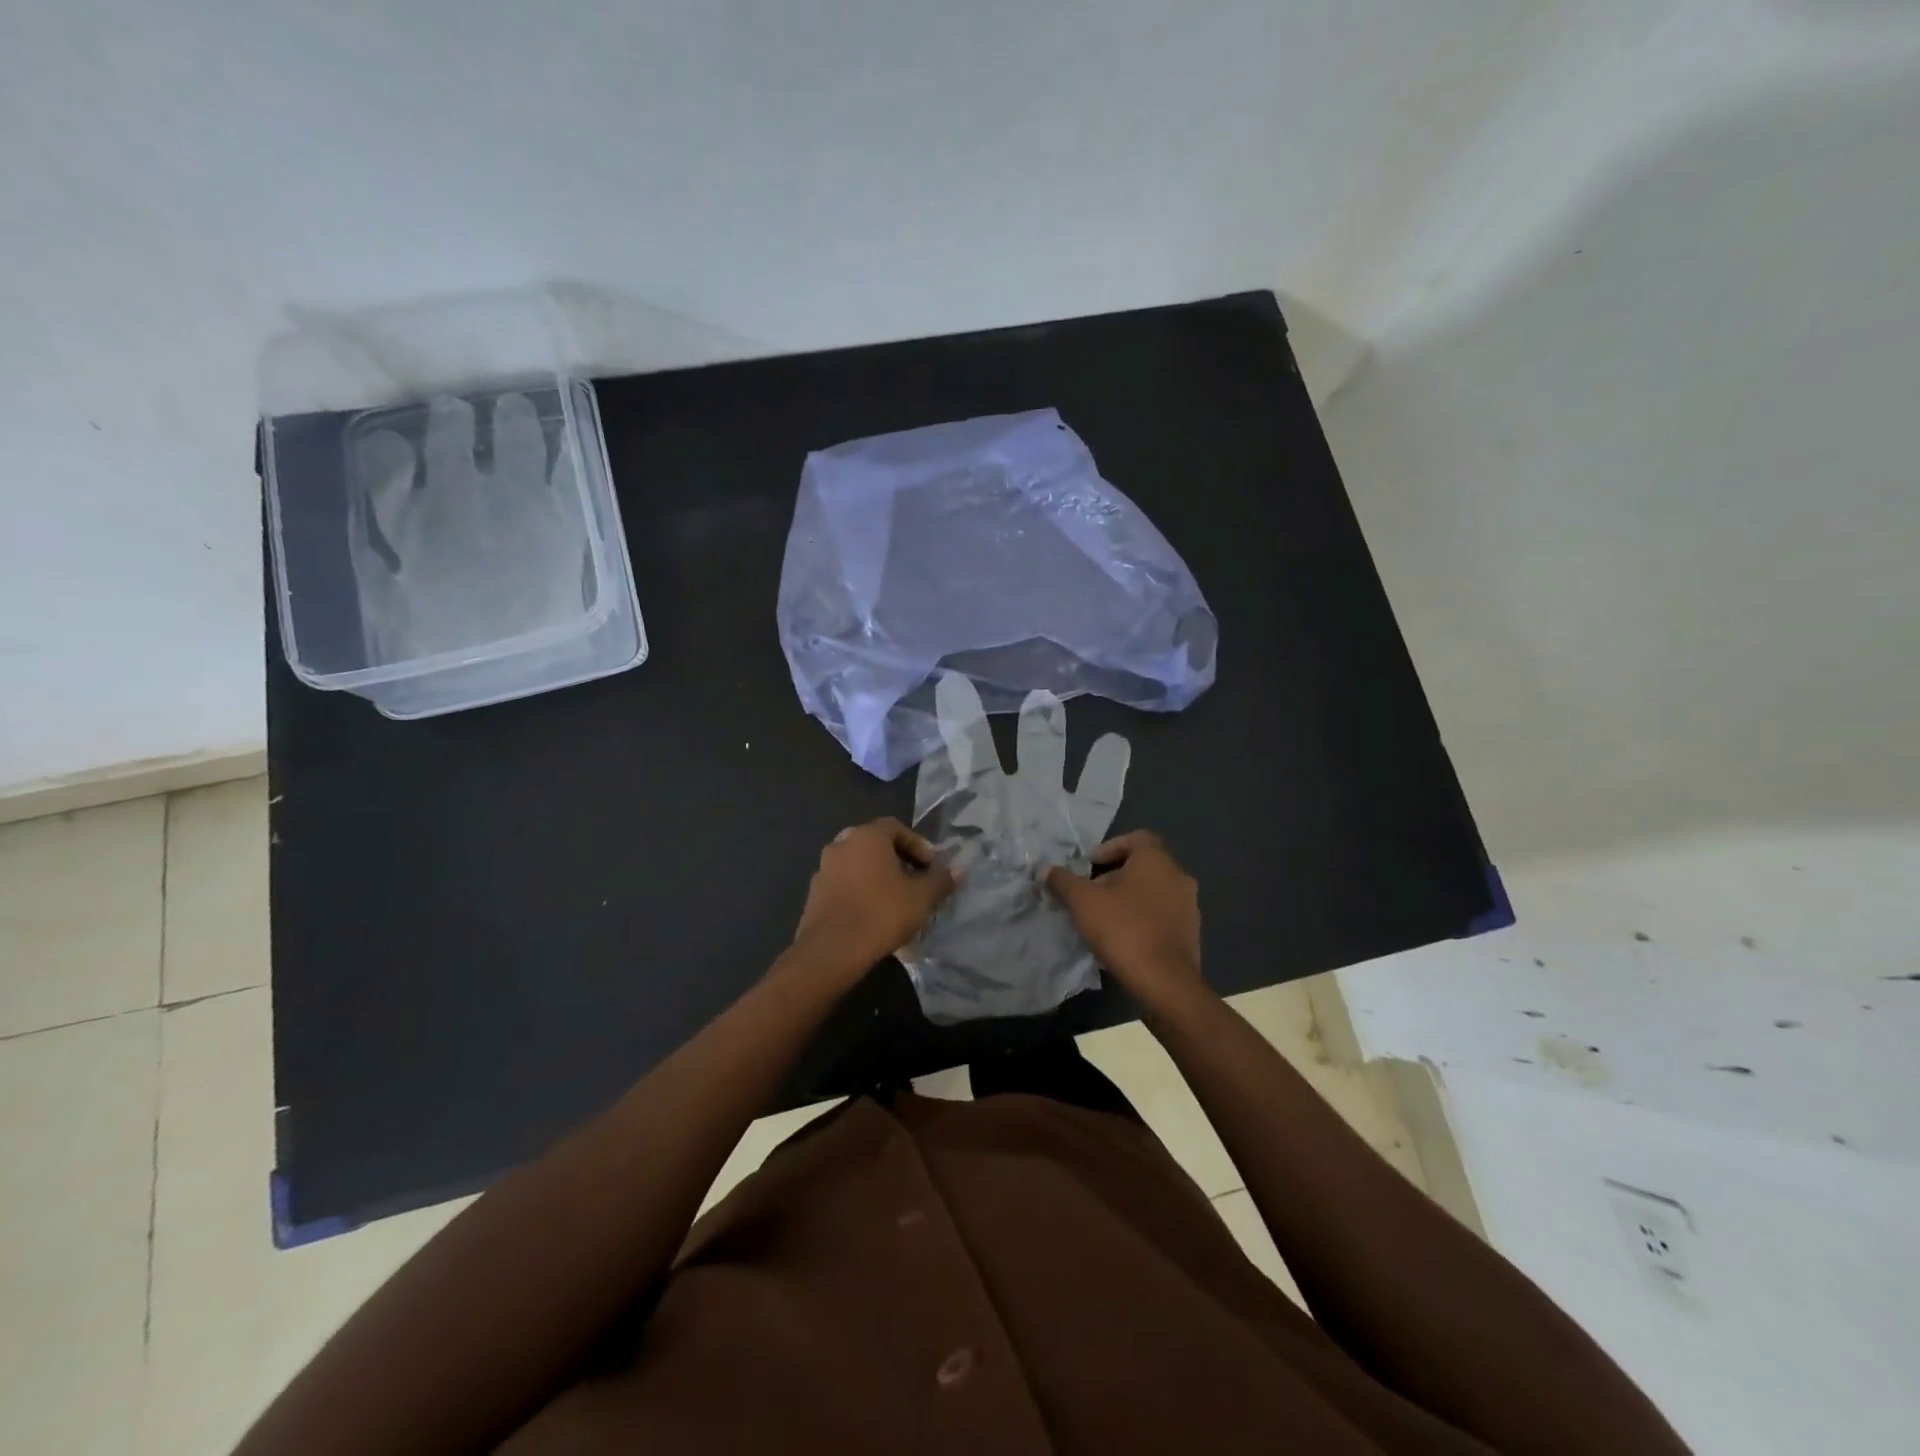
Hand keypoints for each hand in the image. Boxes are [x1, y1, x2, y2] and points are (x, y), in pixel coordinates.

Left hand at [791, 819, 958, 979]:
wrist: (832, 951)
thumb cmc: (881, 914)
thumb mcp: (921, 898)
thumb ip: (941, 880)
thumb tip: (960, 870)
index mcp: (866, 836)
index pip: (895, 827)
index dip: (917, 844)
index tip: (930, 866)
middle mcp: (841, 845)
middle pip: (874, 845)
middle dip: (896, 860)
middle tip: (913, 881)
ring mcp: (823, 870)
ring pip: (858, 866)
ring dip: (877, 878)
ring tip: (895, 902)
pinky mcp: (814, 895)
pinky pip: (844, 886)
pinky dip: (860, 893)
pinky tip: (873, 917)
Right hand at [1043, 831, 1202, 1010]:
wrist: (1165, 982)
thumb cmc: (1123, 929)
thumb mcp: (1082, 901)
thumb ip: (1062, 881)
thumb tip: (1045, 870)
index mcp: (1157, 860)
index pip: (1136, 838)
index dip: (1109, 848)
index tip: (1089, 867)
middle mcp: (1178, 876)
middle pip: (1143, 865)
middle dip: (1114, 876)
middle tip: (1089, 894)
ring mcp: (1189, 906)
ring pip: (1152, 892)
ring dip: (1128, 899)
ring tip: (1102, 918)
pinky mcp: (1190, 934)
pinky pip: (1161, 915)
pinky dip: (1141, 919)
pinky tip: (1122, 939)